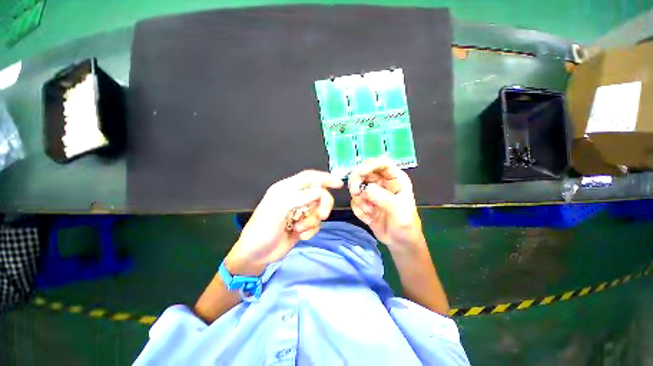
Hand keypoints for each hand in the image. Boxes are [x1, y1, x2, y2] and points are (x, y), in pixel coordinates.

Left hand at [225, 170, 342, 274]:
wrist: (257, 253)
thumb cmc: (263, 229)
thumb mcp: (278, 210)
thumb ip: (299, 198)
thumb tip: (320, 191)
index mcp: (285, 189)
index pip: (308, 178)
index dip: (324, 178)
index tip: (339, 184)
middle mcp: (293, 199)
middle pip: (318, 194)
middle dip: (323, 205)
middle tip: (323, 216)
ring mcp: (298, 214)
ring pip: (318, 211)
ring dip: (312, 222)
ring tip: (298, 230)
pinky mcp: (301, 227)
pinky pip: (315, 225)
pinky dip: (310, 231)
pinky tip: (299, 237)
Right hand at [349, 158, 424, 252]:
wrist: (401, 243)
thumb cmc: (406, 224)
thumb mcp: (398, 209)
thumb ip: (382, 197)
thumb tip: (364, 188)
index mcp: (396, 179)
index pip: (381, 163)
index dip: (370, 164)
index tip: (360, 173)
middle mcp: (383, 183)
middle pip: (364, 171)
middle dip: (357, 181)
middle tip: (356, 192)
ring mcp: (373, 193)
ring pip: (357, 186)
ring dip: (360, 199)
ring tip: (370, 211)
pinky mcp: (366, 204)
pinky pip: (355, 201)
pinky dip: (359, 209)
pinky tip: (369, 218)